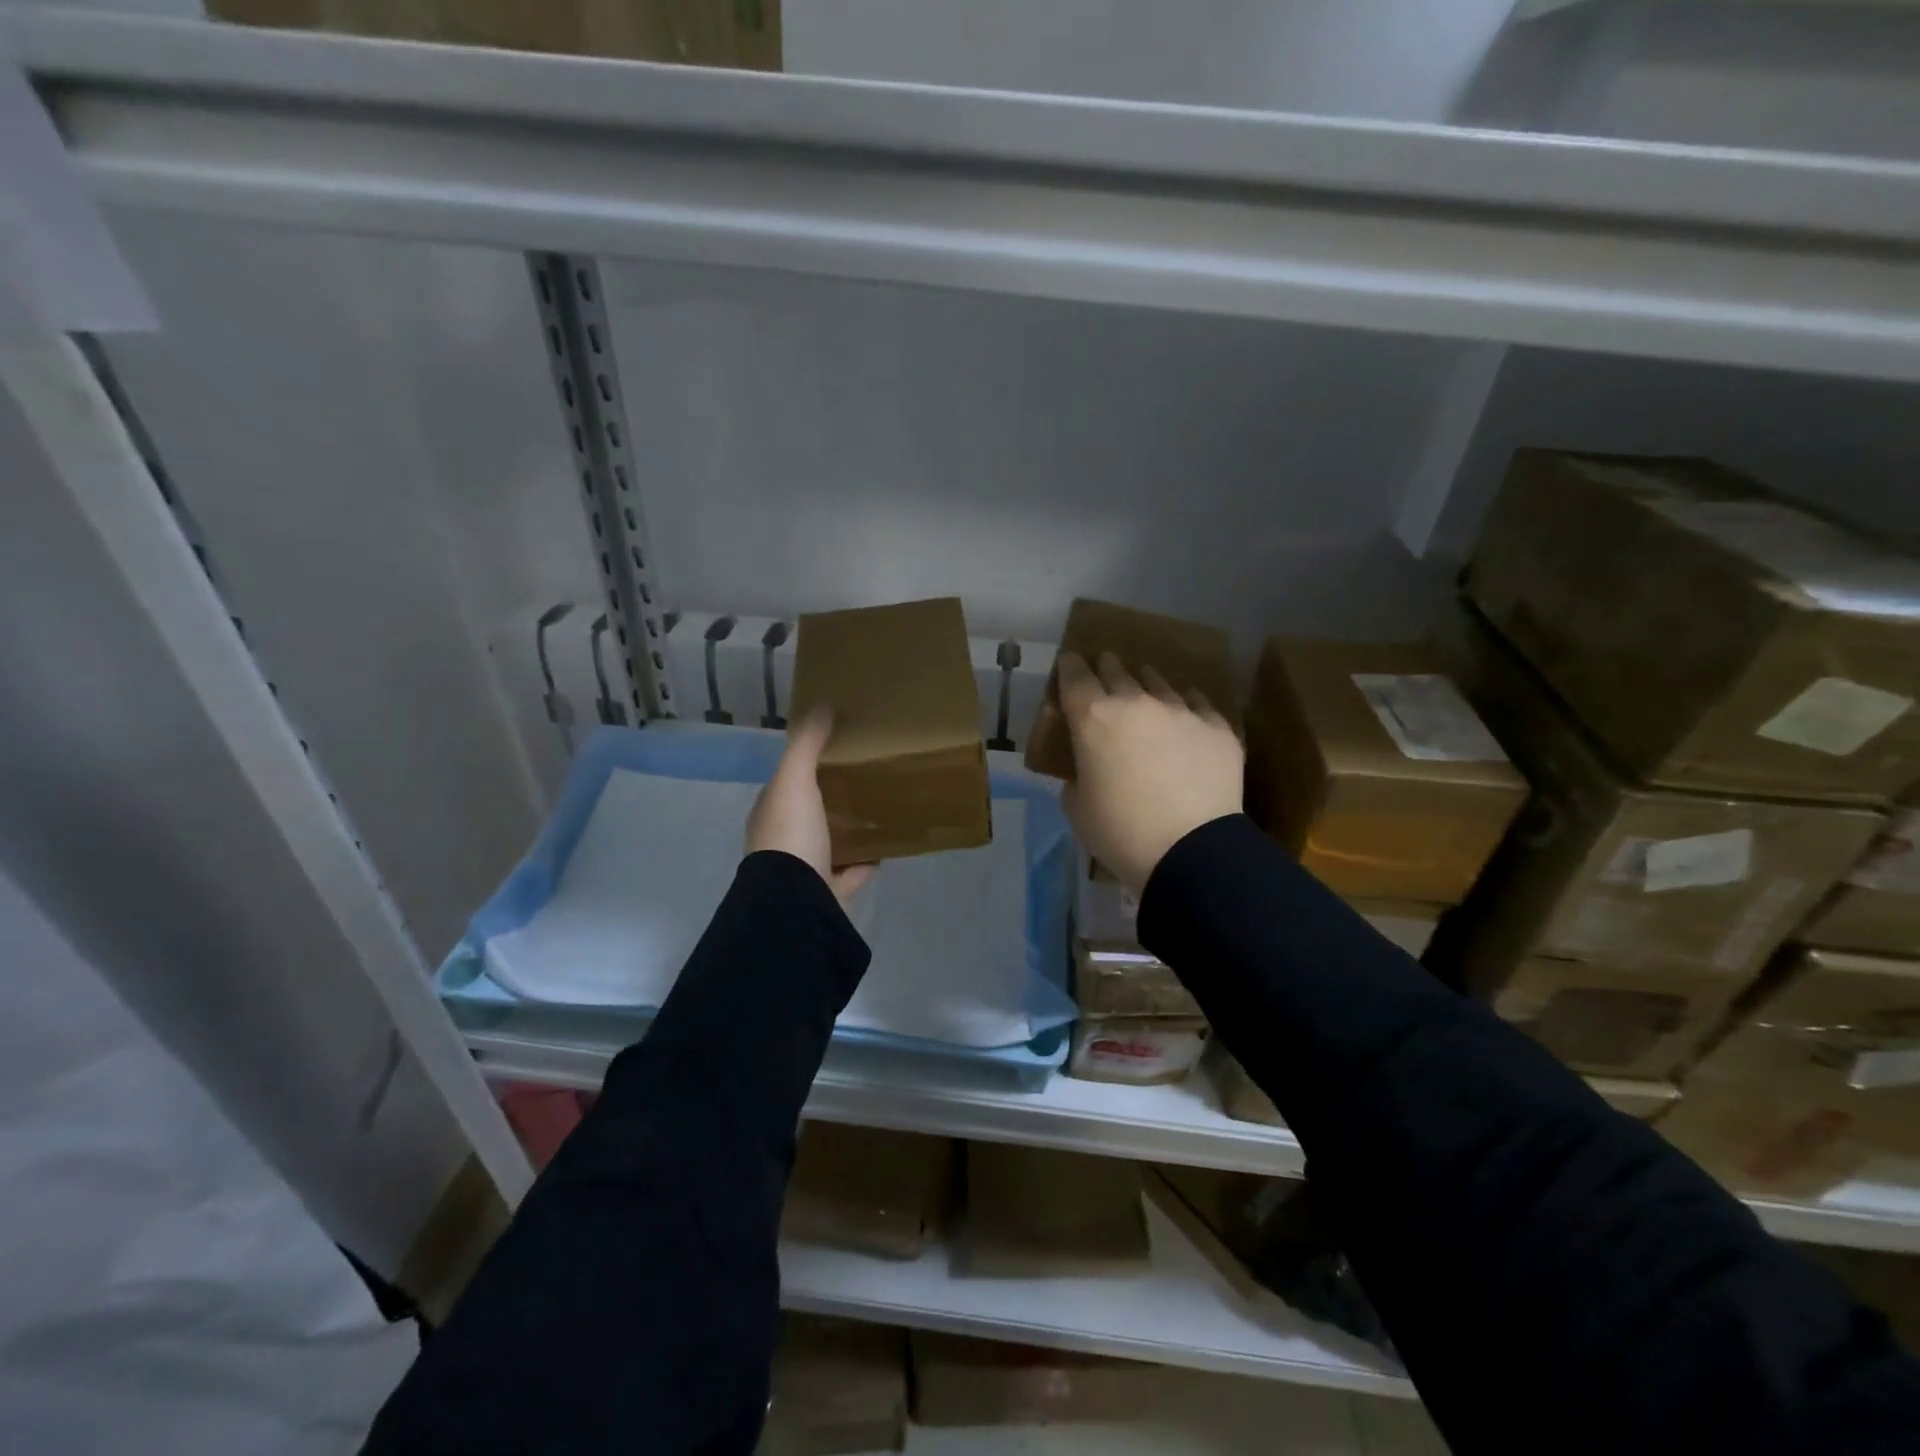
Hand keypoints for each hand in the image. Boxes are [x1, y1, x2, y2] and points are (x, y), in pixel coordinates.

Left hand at [746, 707, 876, 906]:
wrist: (795, 901)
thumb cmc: (790, 834)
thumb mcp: (795, 780)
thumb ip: (807, 744)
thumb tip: (822, 705)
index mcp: (770, 814)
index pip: (784, 784)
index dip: (804, 767)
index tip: (833, 752)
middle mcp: (782, 843)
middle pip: (807, 815)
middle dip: (828, 800)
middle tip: (861, 779)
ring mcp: (803, 871)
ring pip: (826, 845)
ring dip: (845, 831)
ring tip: (876, 812)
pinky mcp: (826, 894)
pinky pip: (848, 875)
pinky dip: (863, 864)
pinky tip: (884, 851)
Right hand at [1056, 651, 1243, 895]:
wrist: (1191, 850)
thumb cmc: (1120, 832)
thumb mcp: (1078, 809)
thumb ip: (1077, 778)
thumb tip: (1086, 771)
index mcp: (1093, 719)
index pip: (1074, 677)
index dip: (1069, 667)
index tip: (1069, 663)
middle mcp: (1136, 703)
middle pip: (1117, 672)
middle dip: (1107, 667)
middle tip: (1105, 666)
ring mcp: (1181, 712)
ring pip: (1159, 683)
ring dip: (1147, 682)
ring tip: (1145, 682)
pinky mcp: (1217, 728)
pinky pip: (1199, 704)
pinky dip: (1188, 704)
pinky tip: (1188, 708)